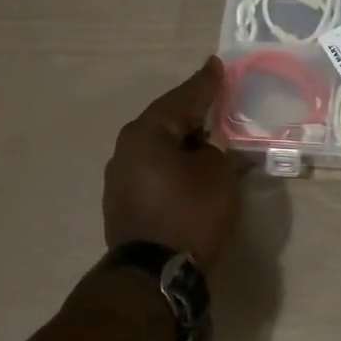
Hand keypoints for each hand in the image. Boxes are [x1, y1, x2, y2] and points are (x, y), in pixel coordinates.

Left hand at [104, 57, 240, 266]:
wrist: (156, 274)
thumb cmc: (190, 214)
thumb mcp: (218, 175)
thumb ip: (220, 151)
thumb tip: (213, 149)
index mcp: (145, 133)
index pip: (182, 99)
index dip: (204, 84)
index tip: (217, 65)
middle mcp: (126, 150)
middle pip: (167, 123)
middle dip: (195, 115)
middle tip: (219, 103)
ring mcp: (120, 179)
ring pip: (161, 150)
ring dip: (186, 144)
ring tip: (211, 140)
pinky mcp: (124, 204)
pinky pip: (156, 172)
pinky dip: (176, 166)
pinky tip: (193, 171)